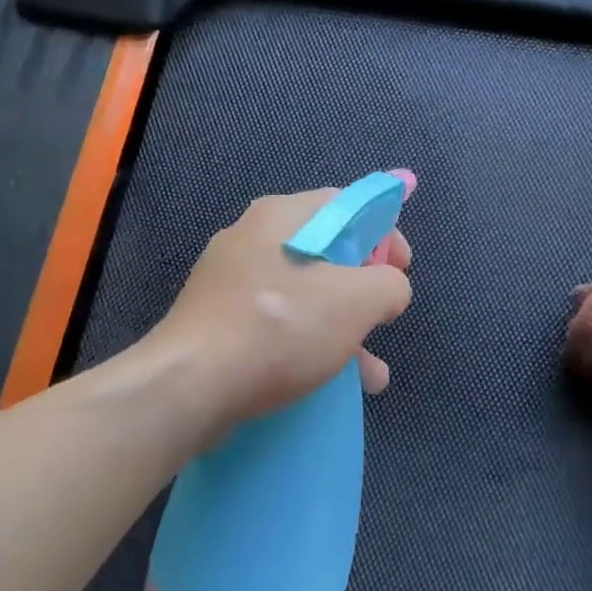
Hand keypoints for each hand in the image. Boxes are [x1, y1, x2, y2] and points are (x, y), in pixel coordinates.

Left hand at [149, 188, 413, 433]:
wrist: (189, 386)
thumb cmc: (278, 328)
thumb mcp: (355, 301)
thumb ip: (389, 284)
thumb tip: (390, 287)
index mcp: (280, 216)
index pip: (346, 204)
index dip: (384, 231)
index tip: (403, 267)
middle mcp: (251, 239)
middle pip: (325, 252)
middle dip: (364, 289)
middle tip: (383, 317)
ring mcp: (230, 283)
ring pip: (303, 296)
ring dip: (343, 329)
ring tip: (371, 374)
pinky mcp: (218, 323)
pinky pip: (277, 325)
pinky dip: (309, 346)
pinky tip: (334, 384)